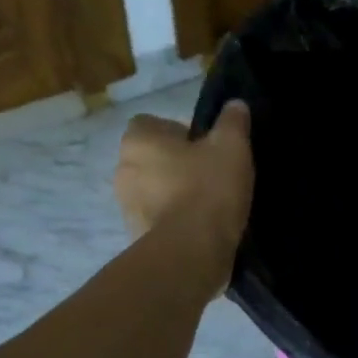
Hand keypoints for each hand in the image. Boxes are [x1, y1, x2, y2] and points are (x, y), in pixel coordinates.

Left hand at [114, 101, 253, 272]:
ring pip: (154, 189)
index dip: (179, 131)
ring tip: (210, 202)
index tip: (205, 145)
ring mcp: (126, 206)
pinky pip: (159, 218)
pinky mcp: (136, 236)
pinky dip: (176, 219)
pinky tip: (203, 226)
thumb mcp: (232, 146)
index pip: (151, 124)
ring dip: (175, 192)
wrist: (191, 252)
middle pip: (152, 157)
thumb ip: (233, 121)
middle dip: (177, 163)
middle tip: (212, 171)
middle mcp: (123, 169)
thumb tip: (235, 105)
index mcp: (138, 141)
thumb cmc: (207, 188)